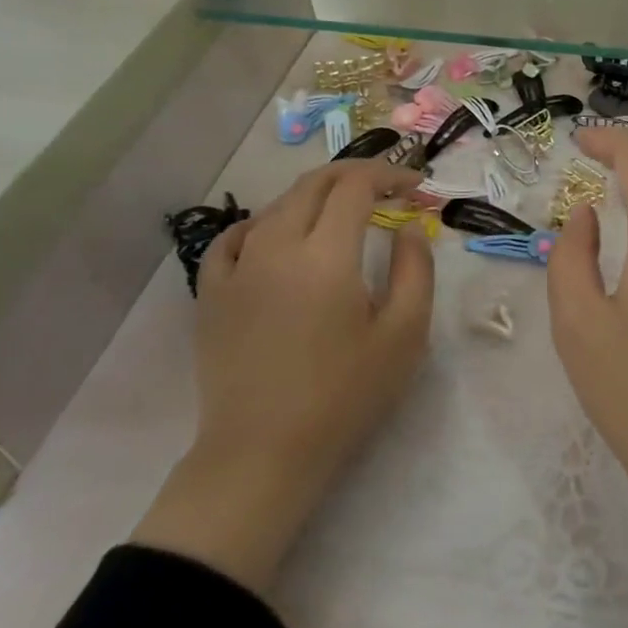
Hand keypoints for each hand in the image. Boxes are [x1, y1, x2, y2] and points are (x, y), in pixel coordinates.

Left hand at [132, 160, 433, 595]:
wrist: (263, 454)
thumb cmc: (345, 396)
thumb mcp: (404, 335)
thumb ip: (415, 269)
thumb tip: (408, 227)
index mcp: (326, 256)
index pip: (356, 186)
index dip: (389, 175)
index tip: (416, 186)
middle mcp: (276, 247)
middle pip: (314, 184)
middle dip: (355, 174)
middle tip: (387, 187)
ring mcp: (236, 269)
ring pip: (276, 206)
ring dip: (316, 196)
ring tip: (343, 211)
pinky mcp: (212, 295)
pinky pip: (234, 238)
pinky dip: (264, 222)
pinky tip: (277, 235)